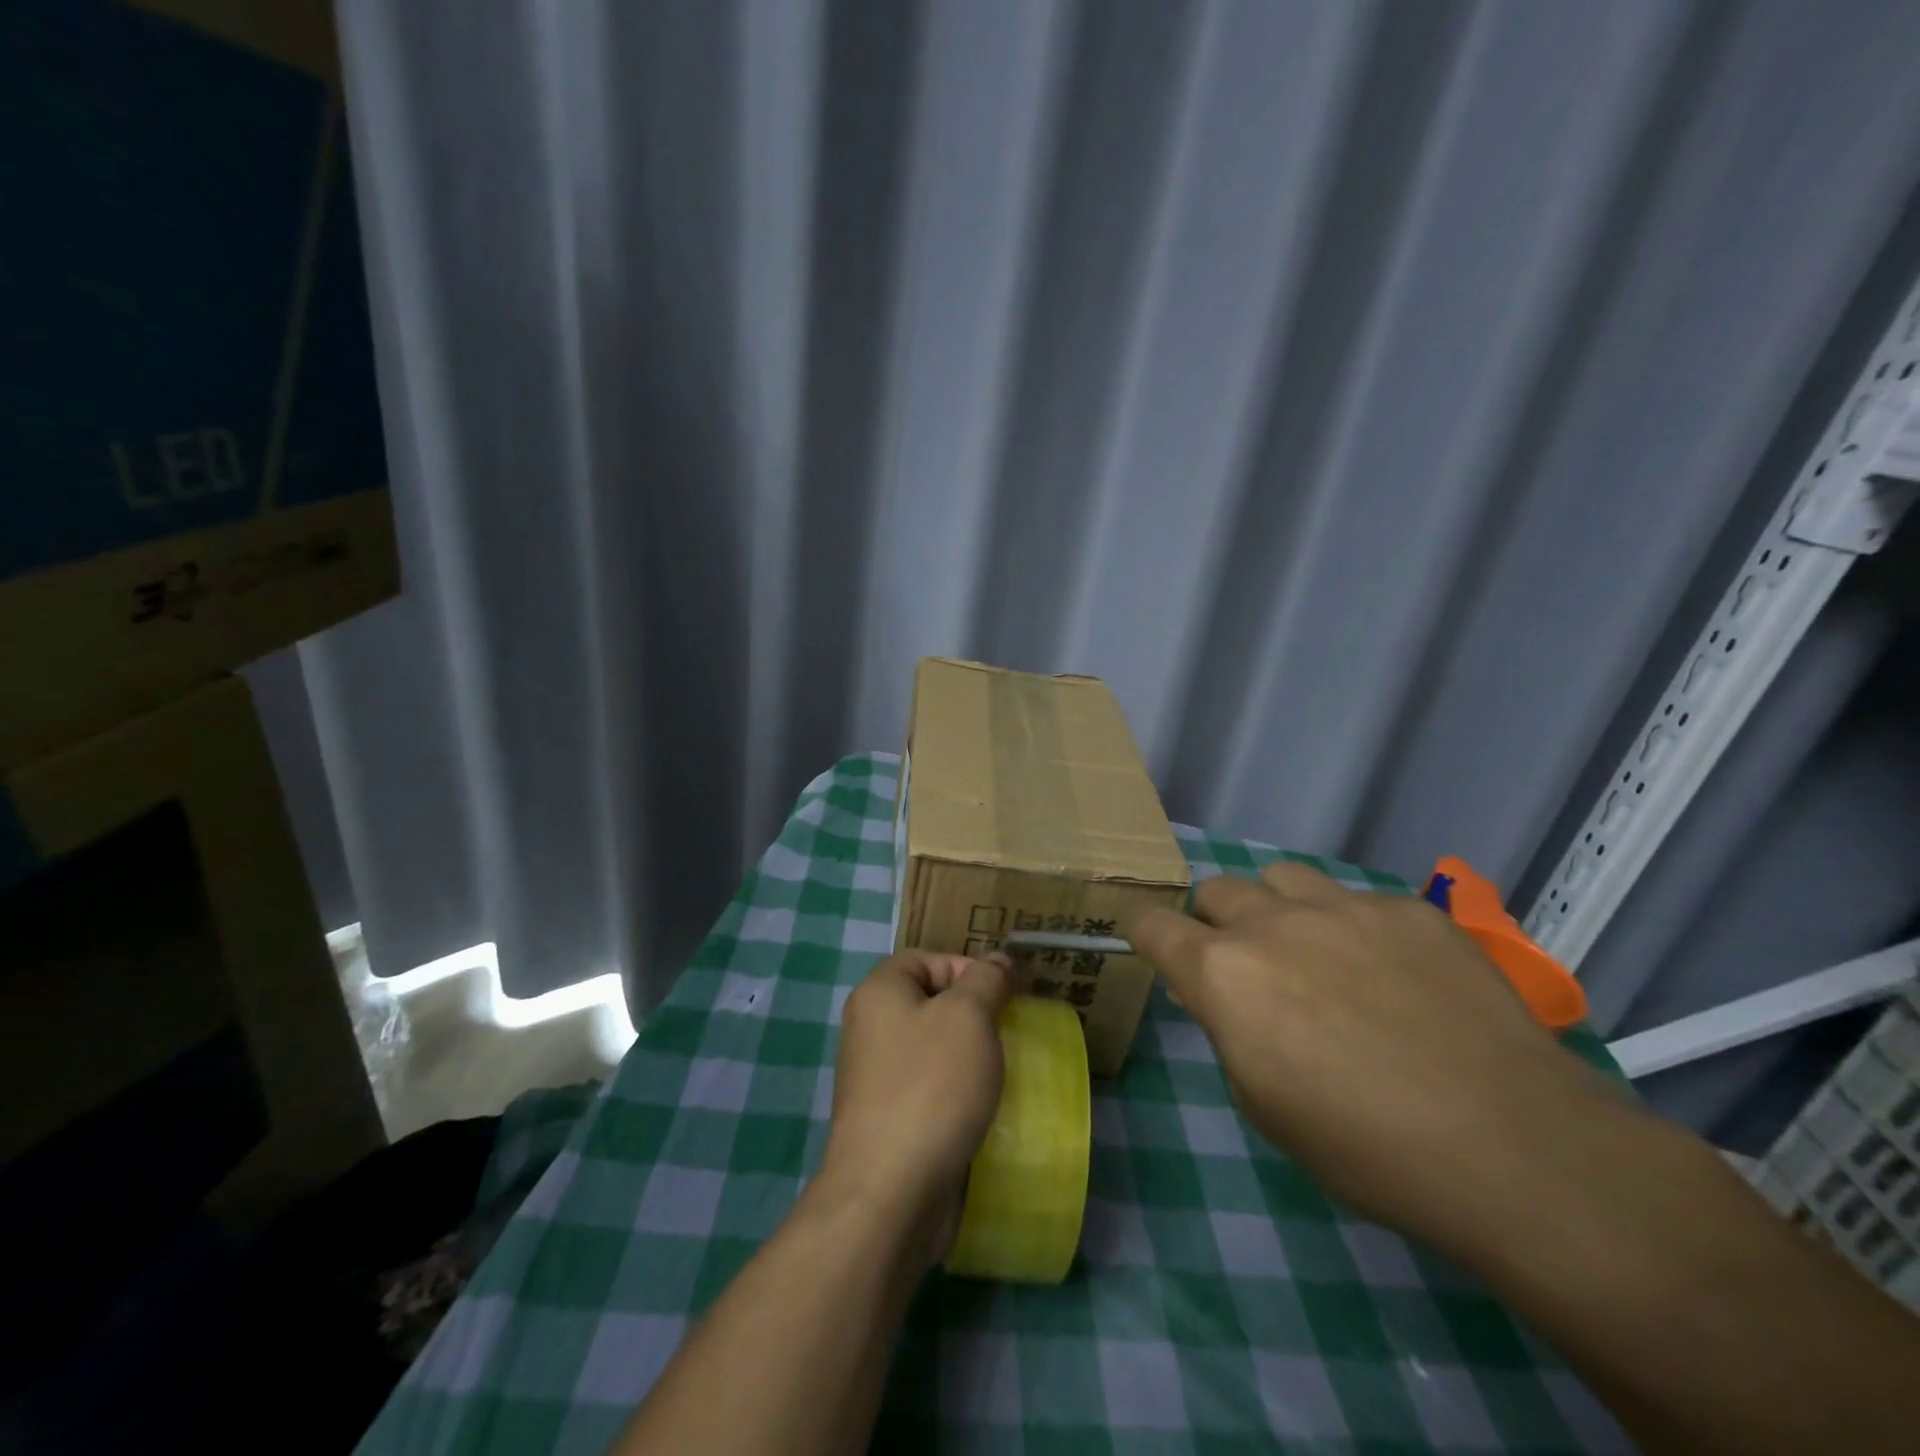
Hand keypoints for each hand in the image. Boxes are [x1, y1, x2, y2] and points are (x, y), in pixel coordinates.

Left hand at [819, 950, 1011, 1262]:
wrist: (891, 1192)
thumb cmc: (931, 1086)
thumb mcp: (969, 1016)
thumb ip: (986, 980)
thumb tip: (997, 961)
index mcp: (879, 992)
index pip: (926, 958)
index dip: (966, 968)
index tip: (1001, 998)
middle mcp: (869, 1028)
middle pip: (930, 1002)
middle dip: (972, 1015)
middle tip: (1005, 1035)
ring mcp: (875, 1077)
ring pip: (932, 1048)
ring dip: (968, 1057)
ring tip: (997, 1074)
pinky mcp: (888, 1119)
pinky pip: (928, 1088)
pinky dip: (955, 1093)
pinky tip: (979, 1110)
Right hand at [1126, 862, 1614, 1256]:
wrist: (1511, 1146)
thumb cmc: (1366, 1147)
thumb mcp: (1264, 1103)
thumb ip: (1229, 1029)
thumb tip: (1223, 996)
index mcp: (1223, 974)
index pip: (1152, 924)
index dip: (1145, 932)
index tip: (1153, 945)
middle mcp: (1271, 923)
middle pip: (1216, 890)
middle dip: (1216, 921)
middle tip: (1247, 965)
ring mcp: (1343, 906)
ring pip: (1281, 877)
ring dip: (1278, 907)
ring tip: (1312, 949)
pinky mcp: (1407, 908)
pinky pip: (1358, 899)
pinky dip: (1353, 927)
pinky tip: (1395, 975)